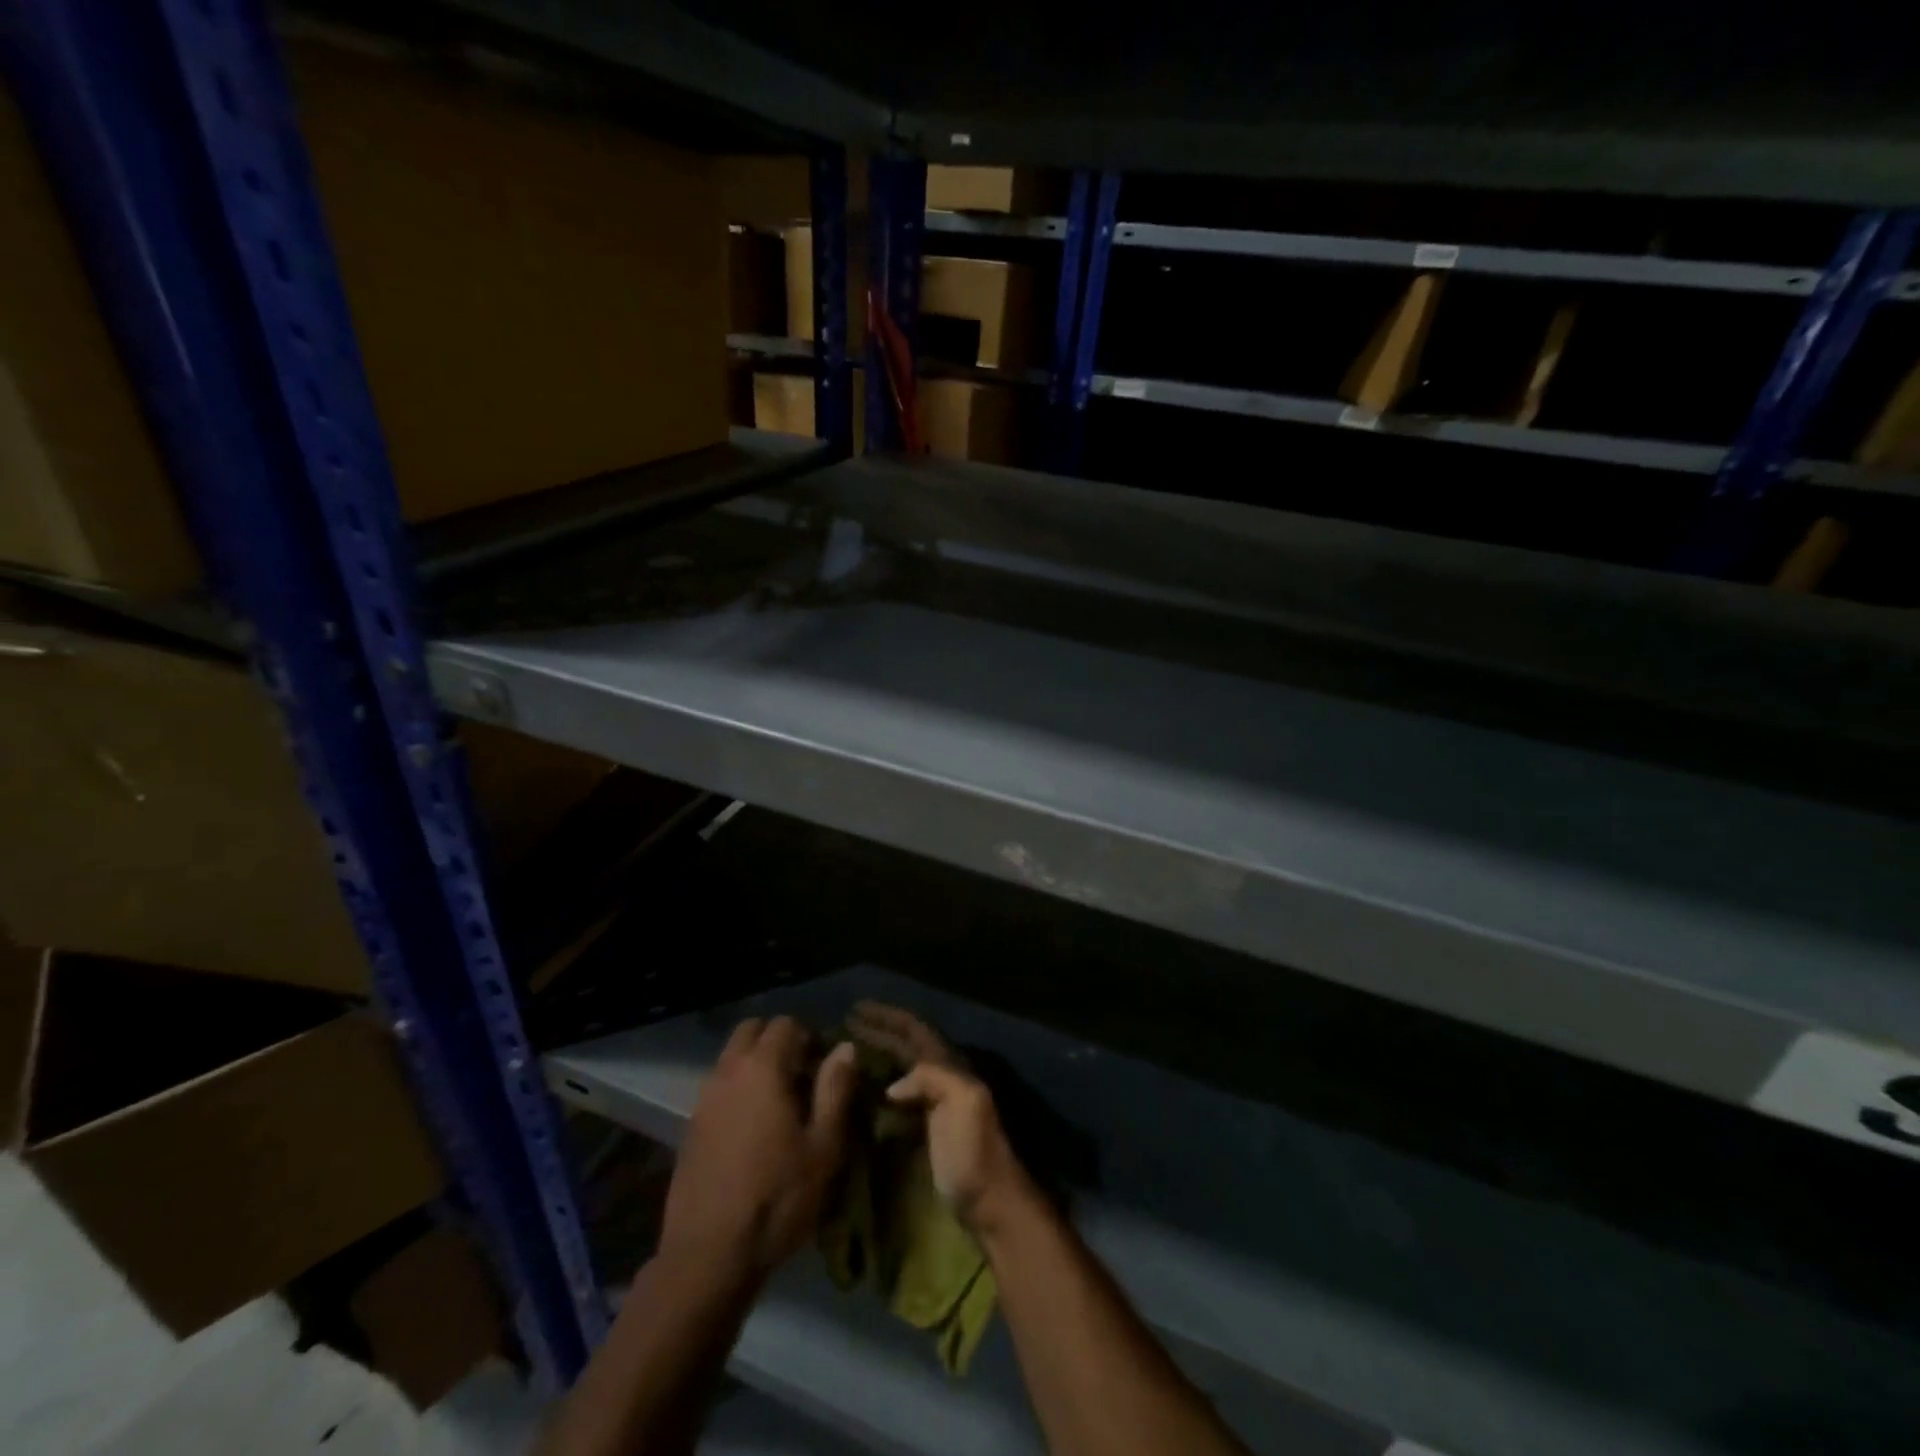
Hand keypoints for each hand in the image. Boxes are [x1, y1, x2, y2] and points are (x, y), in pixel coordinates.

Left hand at [660, 1016, 857, 1281]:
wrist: (708, 1256)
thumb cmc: (777, 1198)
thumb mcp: (823, 1147)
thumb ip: (835, 1089)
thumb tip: (845, 1047)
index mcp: (763, 1069)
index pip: (785, 1024)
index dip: (809, 1037)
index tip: (824, 1065)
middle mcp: (728, 1072)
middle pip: (751, 1031)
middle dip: (776, 1041)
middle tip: (801, 1074)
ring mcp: (704, 1099)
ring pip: (731, 1058)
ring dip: (754, 1064)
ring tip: (779, 1103)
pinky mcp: (690, 1127)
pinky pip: (718, 1088)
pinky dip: (736, 1090)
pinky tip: (752, 1129)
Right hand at [849, 1002, 1035, 1232]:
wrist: (993, 1203)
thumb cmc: (974, 1152)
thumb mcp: (962, 1103)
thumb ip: (932, 1078)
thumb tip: (892, 1086)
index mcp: (950, 1066)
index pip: (914, 1029)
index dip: (887, 1017)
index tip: (856, 1008)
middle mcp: (943, 1077)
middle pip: (907, 1045)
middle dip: (879, 1032)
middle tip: (844, 1025)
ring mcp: (937, 1103)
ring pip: (903, 1068)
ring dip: (879, 1055)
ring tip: (849, 1051)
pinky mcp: (929, 1129)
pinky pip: (900, 1097)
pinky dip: (881, 1086)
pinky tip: (863, 1092)